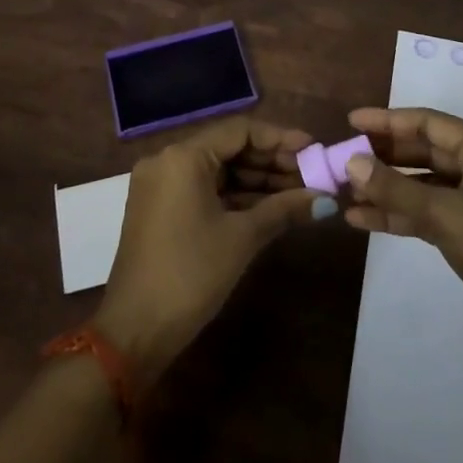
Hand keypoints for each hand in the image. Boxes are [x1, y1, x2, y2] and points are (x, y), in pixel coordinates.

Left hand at [92, 118, 326, 384]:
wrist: (135, 332)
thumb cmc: (191, 274)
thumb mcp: (243, 237)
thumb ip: (285, 209)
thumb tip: (327, 200)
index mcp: (184, 156)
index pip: (240, 130)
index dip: (280, 138)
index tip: (313, 149)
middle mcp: (168, 160)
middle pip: (229, 148)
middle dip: (271, 162)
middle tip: (311, 175)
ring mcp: (161, 185)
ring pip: (218, 171)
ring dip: (257, 181)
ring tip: (299, 192)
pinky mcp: (160, 208)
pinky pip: (204, 189)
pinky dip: (235, 196)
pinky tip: (270, 207)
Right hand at [343, 106, 462, 370]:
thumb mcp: (446, 215)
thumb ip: (396, 189)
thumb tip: (352, 161)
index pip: (429, 123)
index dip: (389, 120)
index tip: (351, 122)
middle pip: (423, 152)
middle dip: (383, 156)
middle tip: (342, 158)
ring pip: (421, 185)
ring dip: (385, 188)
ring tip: (344, 191)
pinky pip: (424, 214)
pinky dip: (396, 215)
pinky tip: (361, 220)